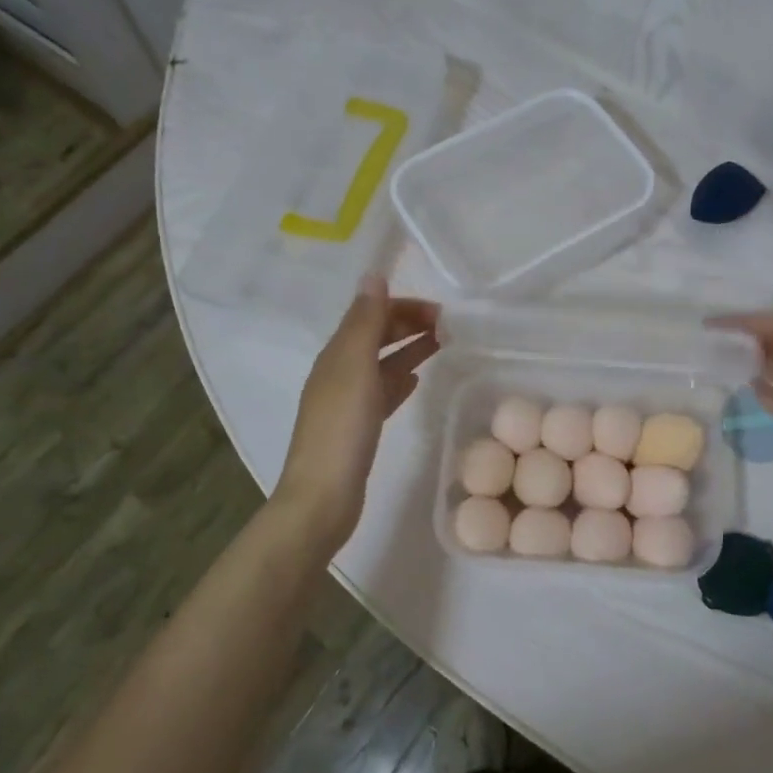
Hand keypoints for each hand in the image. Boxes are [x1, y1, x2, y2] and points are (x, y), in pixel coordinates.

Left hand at [274, 274, 439, 546]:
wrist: (323, 497)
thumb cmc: (342, 428)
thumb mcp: (354, 367)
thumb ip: (365, 322)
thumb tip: (373, 275)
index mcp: (336, 354)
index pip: (371, 315)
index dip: (403, 307)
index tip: (442, 312)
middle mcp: (339, 372)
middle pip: (376, 337)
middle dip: (408, 325)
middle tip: (448, 327)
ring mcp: (348, 402)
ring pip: (382, 364)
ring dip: (409, 349)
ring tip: (441, 345)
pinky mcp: (359, 428)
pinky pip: (383, 392)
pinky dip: (400, 380)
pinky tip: (416, 381)